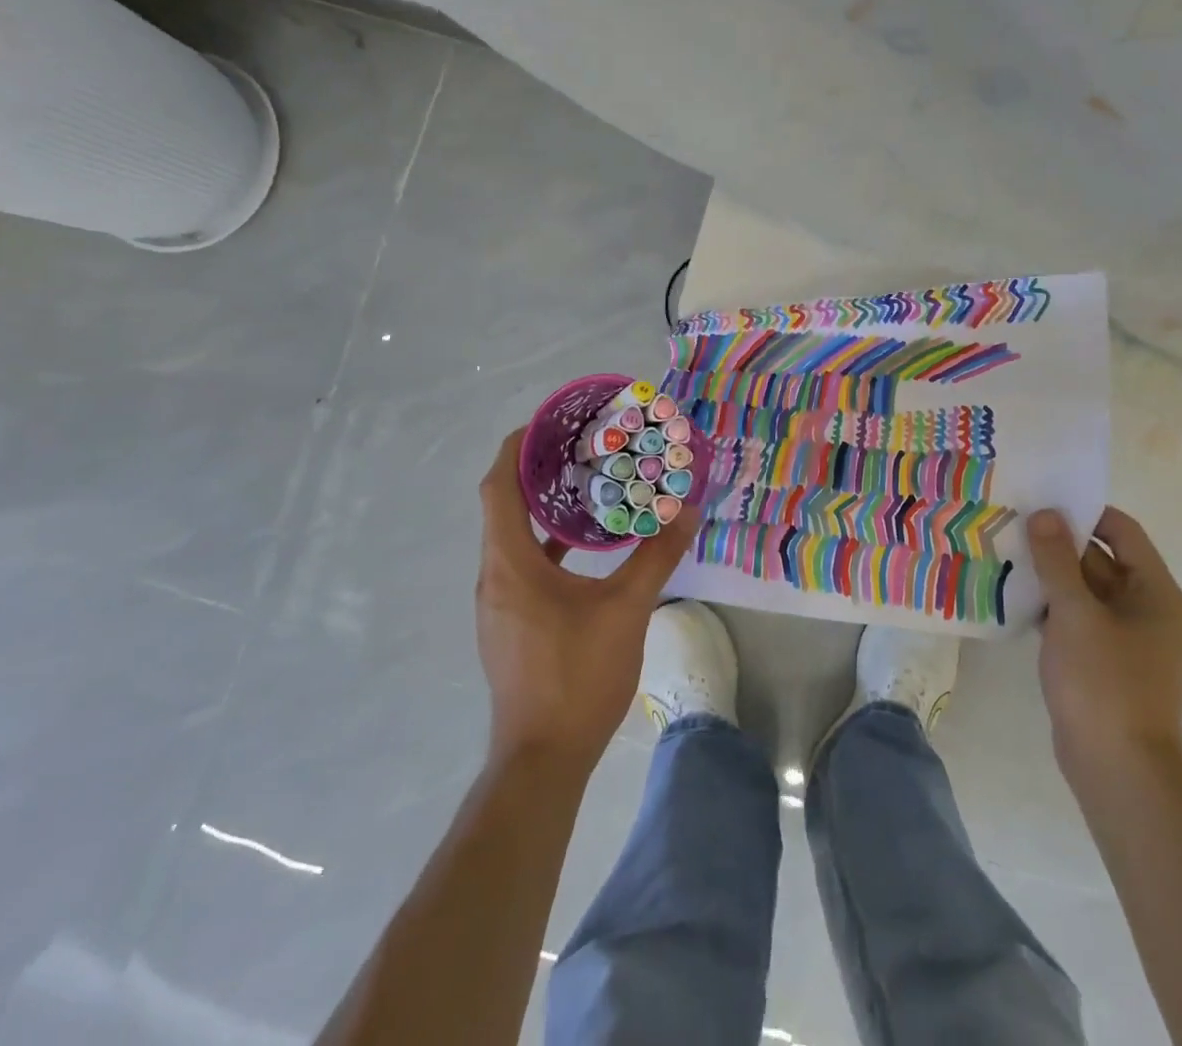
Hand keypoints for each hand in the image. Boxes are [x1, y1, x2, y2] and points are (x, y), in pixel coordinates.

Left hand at [476, 429, 700, 775]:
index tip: (548, 422)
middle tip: (579, 445)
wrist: (542, 759)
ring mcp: (498, 602)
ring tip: (584, 484)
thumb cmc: (578, 676)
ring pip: (512, 536)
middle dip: (535, 470)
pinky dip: (546, 543)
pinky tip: (582, 546)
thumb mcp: (627, 610)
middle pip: (502, 505)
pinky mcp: (509, 623)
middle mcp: (494, 576)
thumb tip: (686, 512)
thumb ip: (657, 556)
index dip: (516, 447)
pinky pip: (521, 564)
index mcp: (511, 563)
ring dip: (541, 507)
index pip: (498, 486)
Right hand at [1027, 505, 1181, 782]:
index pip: (1122, 531)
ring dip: (1050, 575)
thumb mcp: (1074, 614)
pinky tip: (1013, 598)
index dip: (1084, 513)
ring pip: (1085, 590)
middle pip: (1101, 559)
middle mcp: (1147, 609)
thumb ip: (1056, 560)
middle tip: (1012, 524)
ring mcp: (1126, 638)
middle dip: (1058, 543)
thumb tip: (1045, 513)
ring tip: (1005, 554)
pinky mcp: (1103, 661)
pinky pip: (1076, 618)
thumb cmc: (1103, 683)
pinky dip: (1050, 606)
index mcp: (1156, 592)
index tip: (1041, 502)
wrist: (1117, 770)